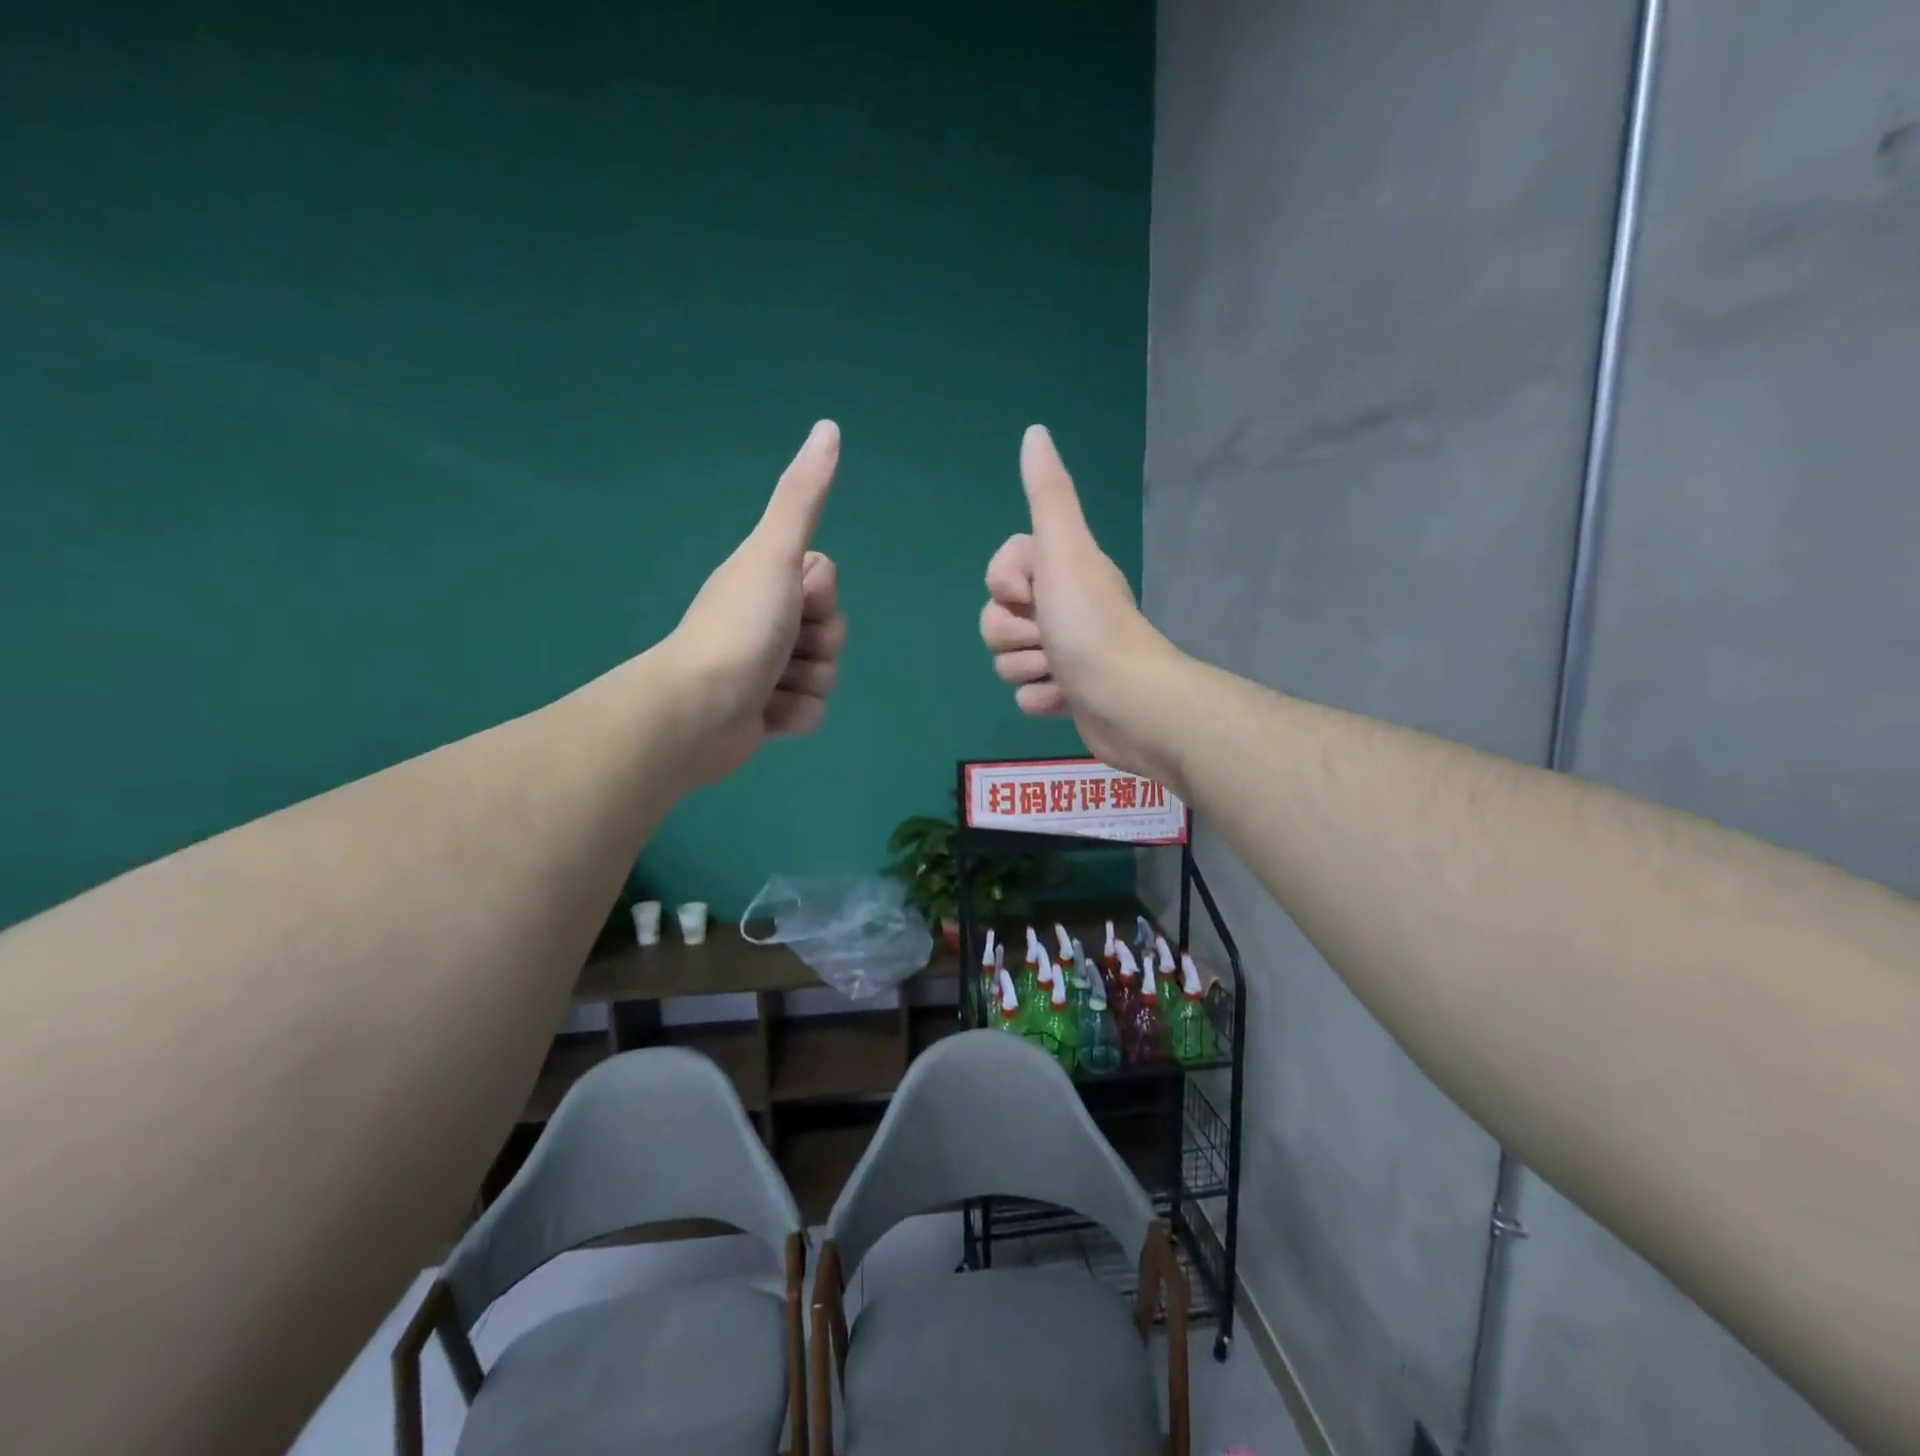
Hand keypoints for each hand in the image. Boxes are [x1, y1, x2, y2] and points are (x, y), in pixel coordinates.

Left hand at [666, 420, 847, 783]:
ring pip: (826, 673)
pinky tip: (767, 715)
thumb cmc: (738, 628)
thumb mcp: (774, 555)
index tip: (792, 600)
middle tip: (780, 646)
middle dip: (818, 644)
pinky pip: (811, 711)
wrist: (698, 711)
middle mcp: (767, 619)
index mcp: (766, 580)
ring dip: (806, 683)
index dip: (821, 595)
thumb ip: (803, 498)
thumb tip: (828, 426)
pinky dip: (795, 715)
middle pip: (834, 629)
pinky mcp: (766, 712)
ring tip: (768, 686)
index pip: (828, 581)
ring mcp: (766, 668)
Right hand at [980, 425, 1182, 779]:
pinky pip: (1025, 695)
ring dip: (1026, 669)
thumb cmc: (1091, 624)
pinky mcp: (1065, 694)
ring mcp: (1064, 654)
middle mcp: (1063, 608)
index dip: (1005, 585)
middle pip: (996, 619)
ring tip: (1061, 672)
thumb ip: (1048, 494)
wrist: (1128, 701)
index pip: (999, 573)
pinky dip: (1041, 699)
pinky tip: (1066, 698)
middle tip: (1049, 638)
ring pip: (1006, 660)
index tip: (1034, 594)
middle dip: (1013, 635)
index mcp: (1062, 572)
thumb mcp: (1064, 550)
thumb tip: (1035, 431)